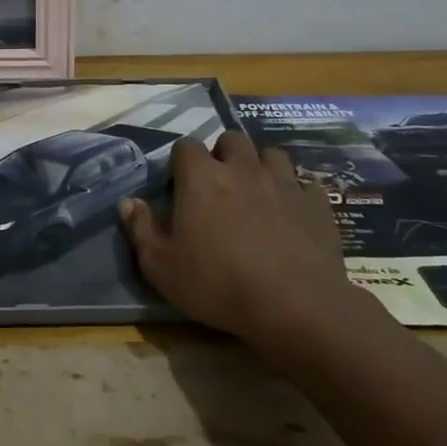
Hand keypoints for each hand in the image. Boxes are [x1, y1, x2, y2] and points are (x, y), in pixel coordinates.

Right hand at [120, 131, 375, 366]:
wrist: (296, 306)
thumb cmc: (218, 284)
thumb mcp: (161, 266)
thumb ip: (140, 229)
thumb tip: (128, 202)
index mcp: (201, 177)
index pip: (185, 146)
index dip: (180, 162)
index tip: (179, 187)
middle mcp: (242, 168)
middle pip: (231, 139)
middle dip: (223, 154)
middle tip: (219, 184)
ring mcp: (284, 183)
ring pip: (272, 154)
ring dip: (261, 167)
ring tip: (256, 193)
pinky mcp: (317, 204)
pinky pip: (306, 185)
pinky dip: (297, 194)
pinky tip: (292, 215)